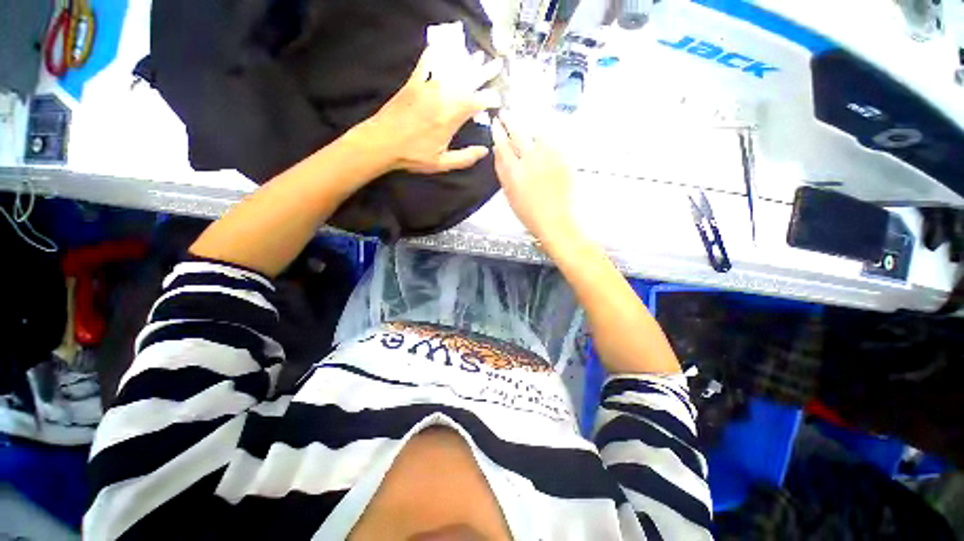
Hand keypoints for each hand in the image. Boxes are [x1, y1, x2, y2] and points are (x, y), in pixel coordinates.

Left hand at [363, 45, 501, 174]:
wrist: (382, 142)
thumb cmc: (414, 156)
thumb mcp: (442, 163)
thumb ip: (465, 158)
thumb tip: (485, 151)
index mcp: (451, 119)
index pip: (476, 102)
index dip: (490, 98)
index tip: (498, 99)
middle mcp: (442, 99)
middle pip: (468, 81)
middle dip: (485, 73)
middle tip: (497, 65)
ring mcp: (427, 88)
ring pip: (451, 71)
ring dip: (467, 63)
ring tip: (479, 56)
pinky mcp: (413, 83)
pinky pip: (426, 64)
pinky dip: (435, 53)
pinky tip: (442, 46)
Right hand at [491, 115, 576, 244]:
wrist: (556, 220)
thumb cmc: (530, 213)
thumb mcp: (509, 195)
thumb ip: (502, 171)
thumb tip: (498, 152)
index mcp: (513, 172)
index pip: (502, 144)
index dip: (498, 132)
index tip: (495, 124)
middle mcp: (530, 161)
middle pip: (518, 132)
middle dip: (510, 120)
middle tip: (506, 113)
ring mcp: (548, 158)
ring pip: (536, 132)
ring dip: (528, 126)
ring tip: (525, 124)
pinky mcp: (563, 158)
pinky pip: (552, 140)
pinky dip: (545, 136)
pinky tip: (542, 137)